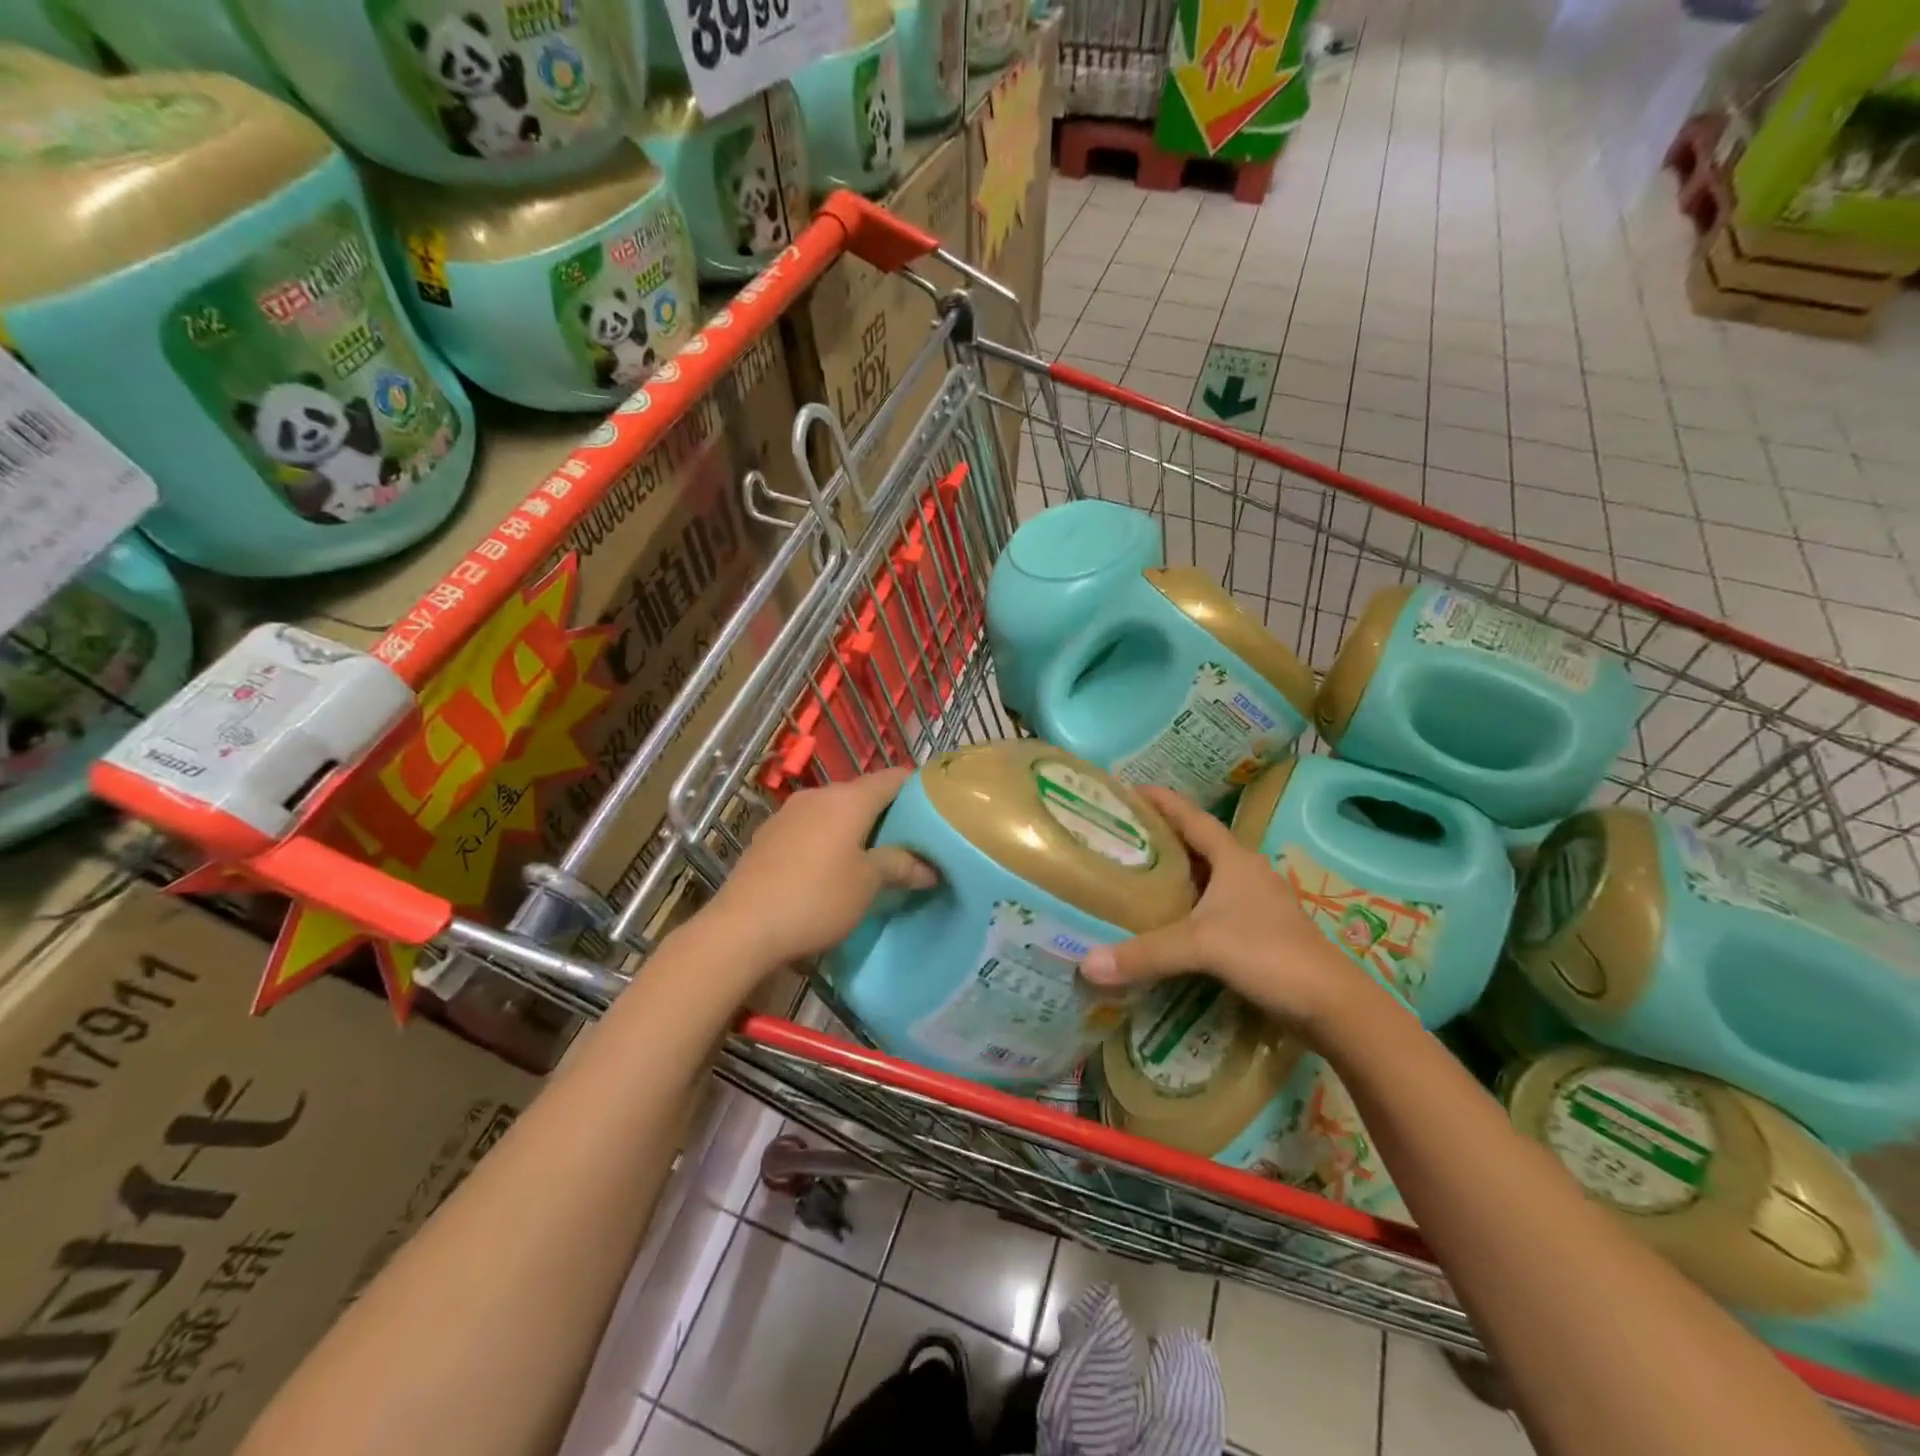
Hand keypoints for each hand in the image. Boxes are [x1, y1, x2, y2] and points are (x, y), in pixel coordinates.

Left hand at [705, 768, 935, 971]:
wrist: (742, 928)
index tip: (936, 810)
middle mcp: (818, 795)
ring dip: (856, 828)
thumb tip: (929, 867)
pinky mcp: (768, 835)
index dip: (918, 789)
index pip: (893, 778)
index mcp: (848, 799)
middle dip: (888, 813)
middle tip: (910, 841)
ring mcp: (789, 813)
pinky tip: (831, 867)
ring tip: (873, 856)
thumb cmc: (816, 898)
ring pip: (835, 811)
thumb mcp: (867, 884)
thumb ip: (901, 866)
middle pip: (863, 794)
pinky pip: (811, 827)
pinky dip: (829, 838)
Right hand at [1079, 786, 1382, 1032]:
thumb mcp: (1201, 946)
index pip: (1193, 818)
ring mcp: (1254, 902)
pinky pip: (1212, 905)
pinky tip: (1166, 918)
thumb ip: (1145, 954)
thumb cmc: (1268, 954)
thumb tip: (1086, 964)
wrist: (1330, 1004)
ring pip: (1207, 877)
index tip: (1130, 789)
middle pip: (1197, 844)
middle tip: (1120, 834)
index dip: (1163, 802)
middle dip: (1162, 836)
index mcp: (1234, 859)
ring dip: (1176, 872)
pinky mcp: (1256, 930)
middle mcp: (1245, 873)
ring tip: (1135, 873)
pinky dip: (1187, 905)